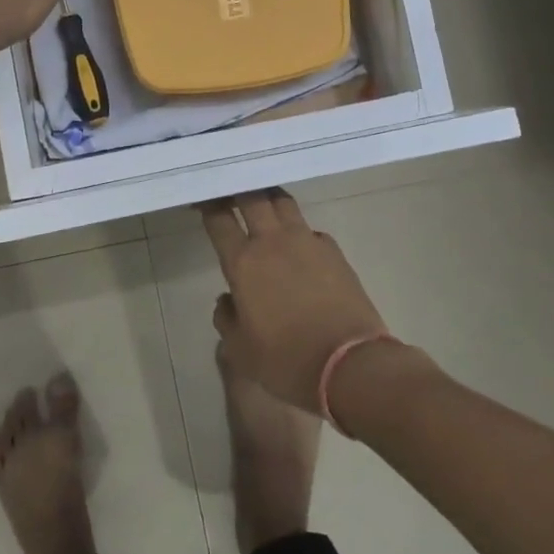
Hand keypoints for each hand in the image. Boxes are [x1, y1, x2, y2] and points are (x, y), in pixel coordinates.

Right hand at [200, 190, 389, 412]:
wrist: (351, 365)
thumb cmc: (287, 361)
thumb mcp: (240, 351)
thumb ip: (226, 318)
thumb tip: (228, 300)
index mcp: (243, 263)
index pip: (219, 219)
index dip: (208, 204)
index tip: (202, 199)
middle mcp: (273, 242)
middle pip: (253, 197)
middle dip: (238, 189)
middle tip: (230, 190)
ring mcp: (308, 242)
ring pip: (284, 203)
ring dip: (269, 198)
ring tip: (263, 203)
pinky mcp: (335, 252)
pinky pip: (310, 229)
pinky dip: (298, 230)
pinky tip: (298, 245)